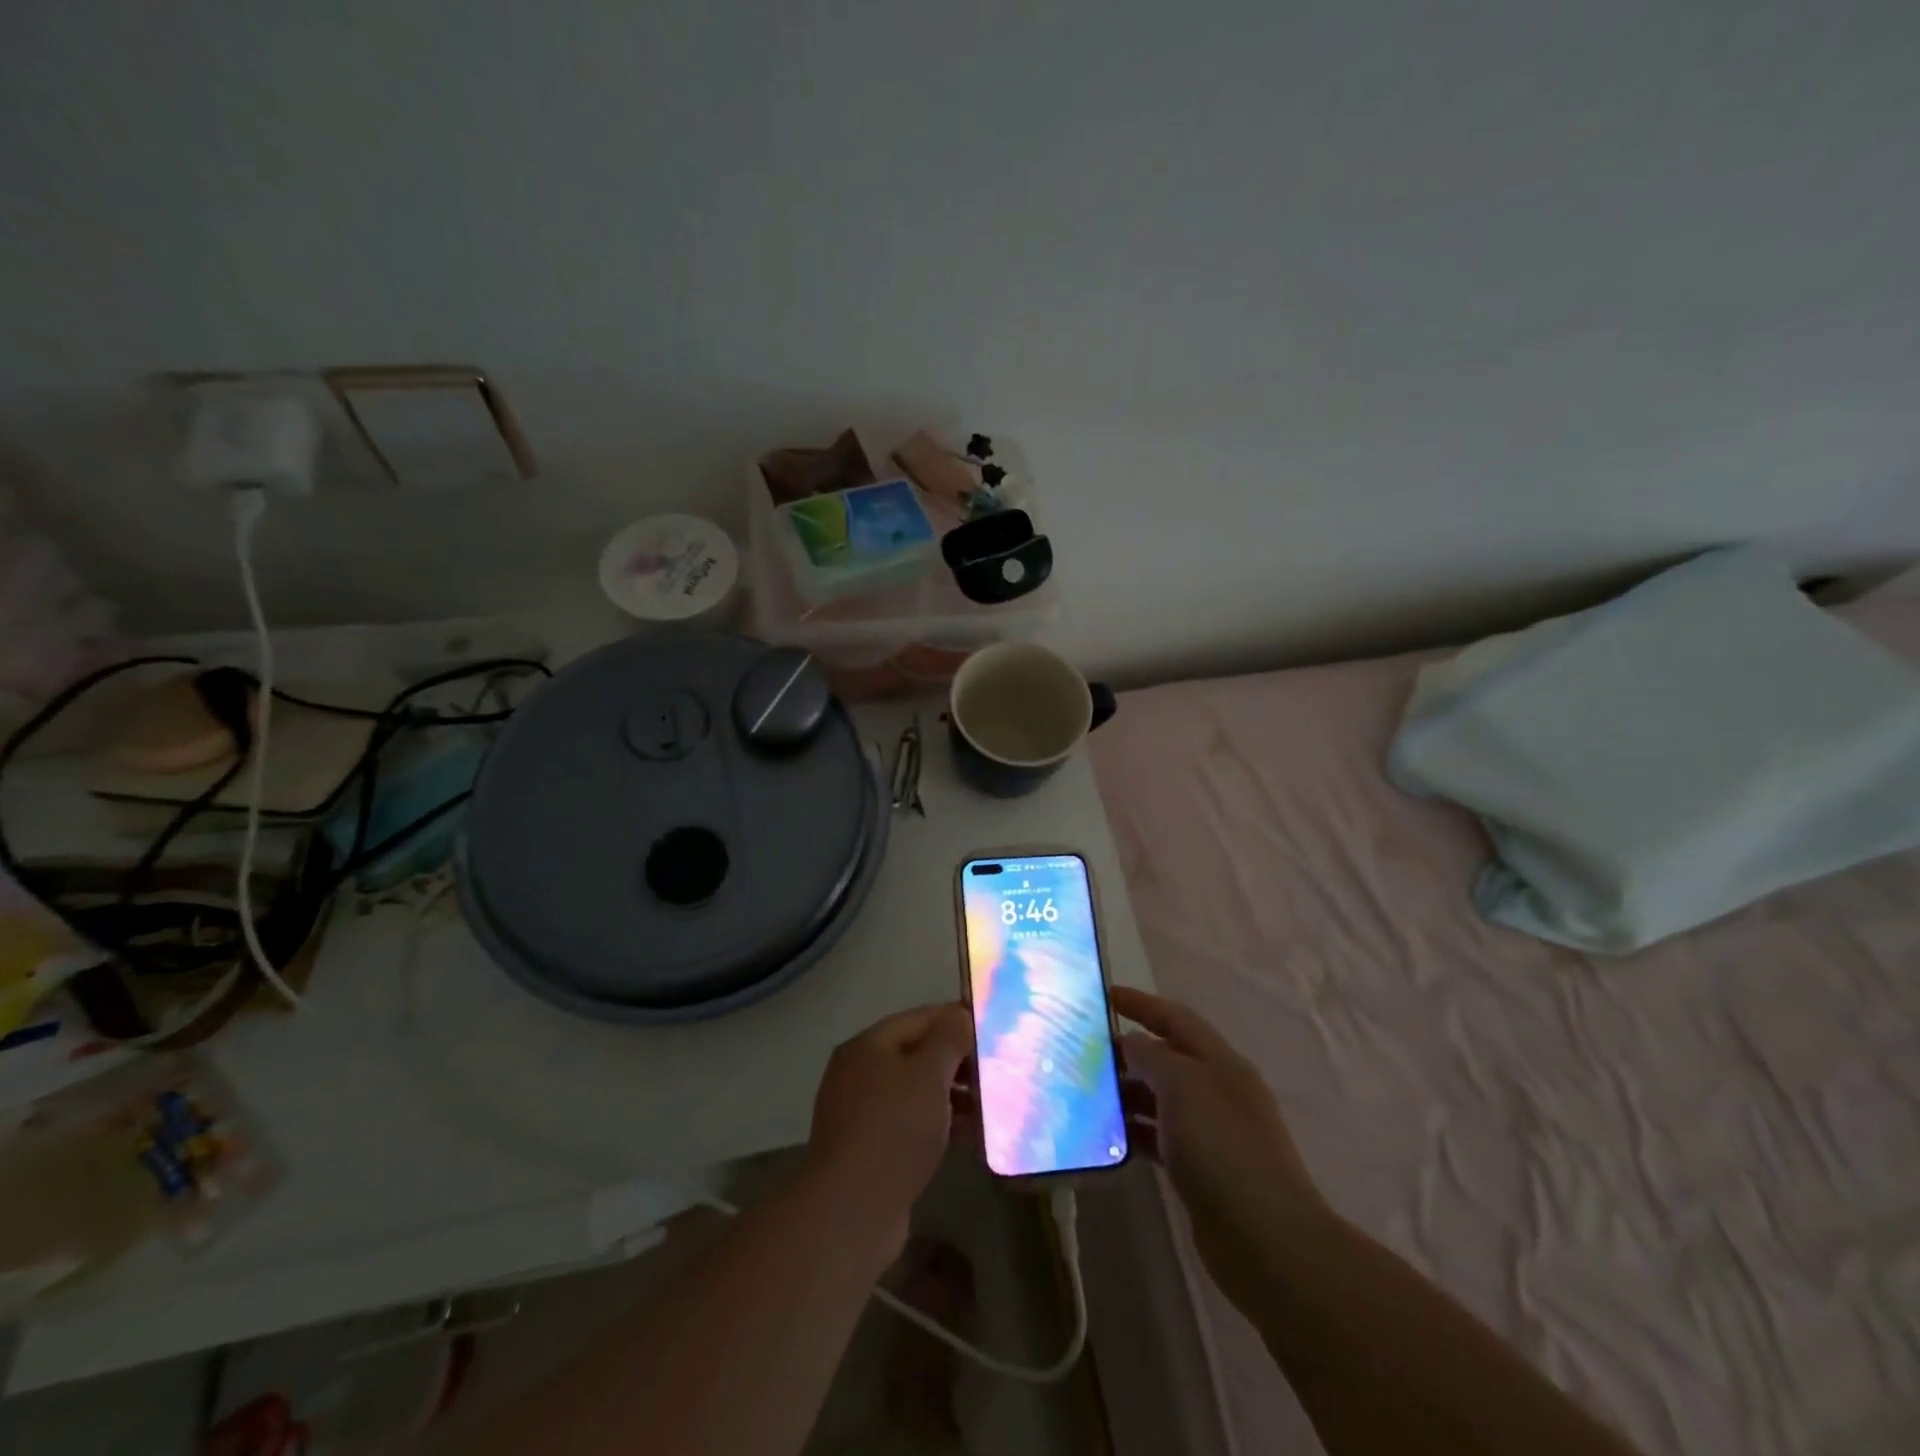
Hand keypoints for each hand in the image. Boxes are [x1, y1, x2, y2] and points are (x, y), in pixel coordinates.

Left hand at [803, 1003, 973, 1257]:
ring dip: (952, 1095)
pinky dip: (938, 1125)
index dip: (956, 1019)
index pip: (919, 1018)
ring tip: (991, 1105)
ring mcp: (861, 1113)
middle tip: (997, 1069)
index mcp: (868, 1046)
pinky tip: (971, 1136)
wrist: (851, 1212)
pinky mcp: (869, 1149)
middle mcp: (859, 1073)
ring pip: (915, 1092)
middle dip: (957, 1061)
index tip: (992, 1028)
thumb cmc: (894, 1130)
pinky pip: (910, 1124)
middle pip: (916, 1054)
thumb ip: (949, 1039)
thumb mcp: (929, 1075)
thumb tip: (960, 1013)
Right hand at [1112, 986, 1330, 1289]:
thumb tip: (1130, 1044)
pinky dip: (1134, 1130)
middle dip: (1127, 1050)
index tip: (1102, 995)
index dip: (1140, 1003)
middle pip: (1167, 1057)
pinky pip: (1160, 1136)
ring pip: (1160, 1098)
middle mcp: (1218, 1090)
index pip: (1175, 1018)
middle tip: (1081, 1050)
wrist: (1267, 1242)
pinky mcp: (1200, 1170)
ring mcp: (1211, 1132)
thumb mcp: (1183, 1086)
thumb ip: (1151, 1056)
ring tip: (1084, 1092)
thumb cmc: (1223, 1149)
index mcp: (1221, 1062)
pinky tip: (1106, 1135)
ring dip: (1126, 1091)